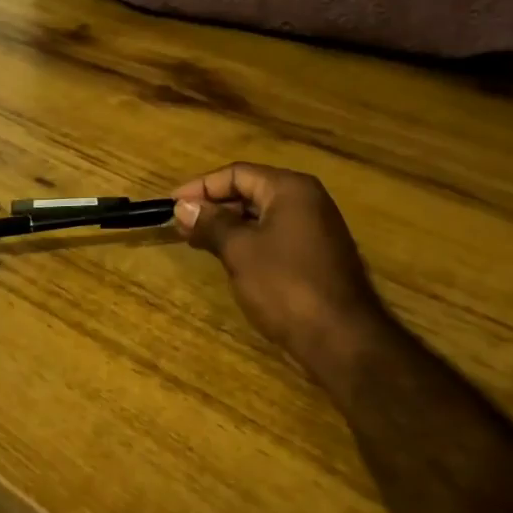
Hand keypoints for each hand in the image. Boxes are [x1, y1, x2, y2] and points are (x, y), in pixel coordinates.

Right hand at [172, 163, 389, 381]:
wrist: (341, 338)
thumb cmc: (286, 285)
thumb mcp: (240, 250)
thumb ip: (211, 223)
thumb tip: (183, 207)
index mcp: (290, 189)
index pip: (237, 173)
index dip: (200, 187)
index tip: (171, 204)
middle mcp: (306, 201)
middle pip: (250, 191)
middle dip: (212, 206)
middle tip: (179, 224)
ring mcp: (315, 229)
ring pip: (261, 215)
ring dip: (227, 225)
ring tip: (195, 240)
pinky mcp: (315, 255)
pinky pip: (273, 236)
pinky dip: (246, 240)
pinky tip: (225, 257)